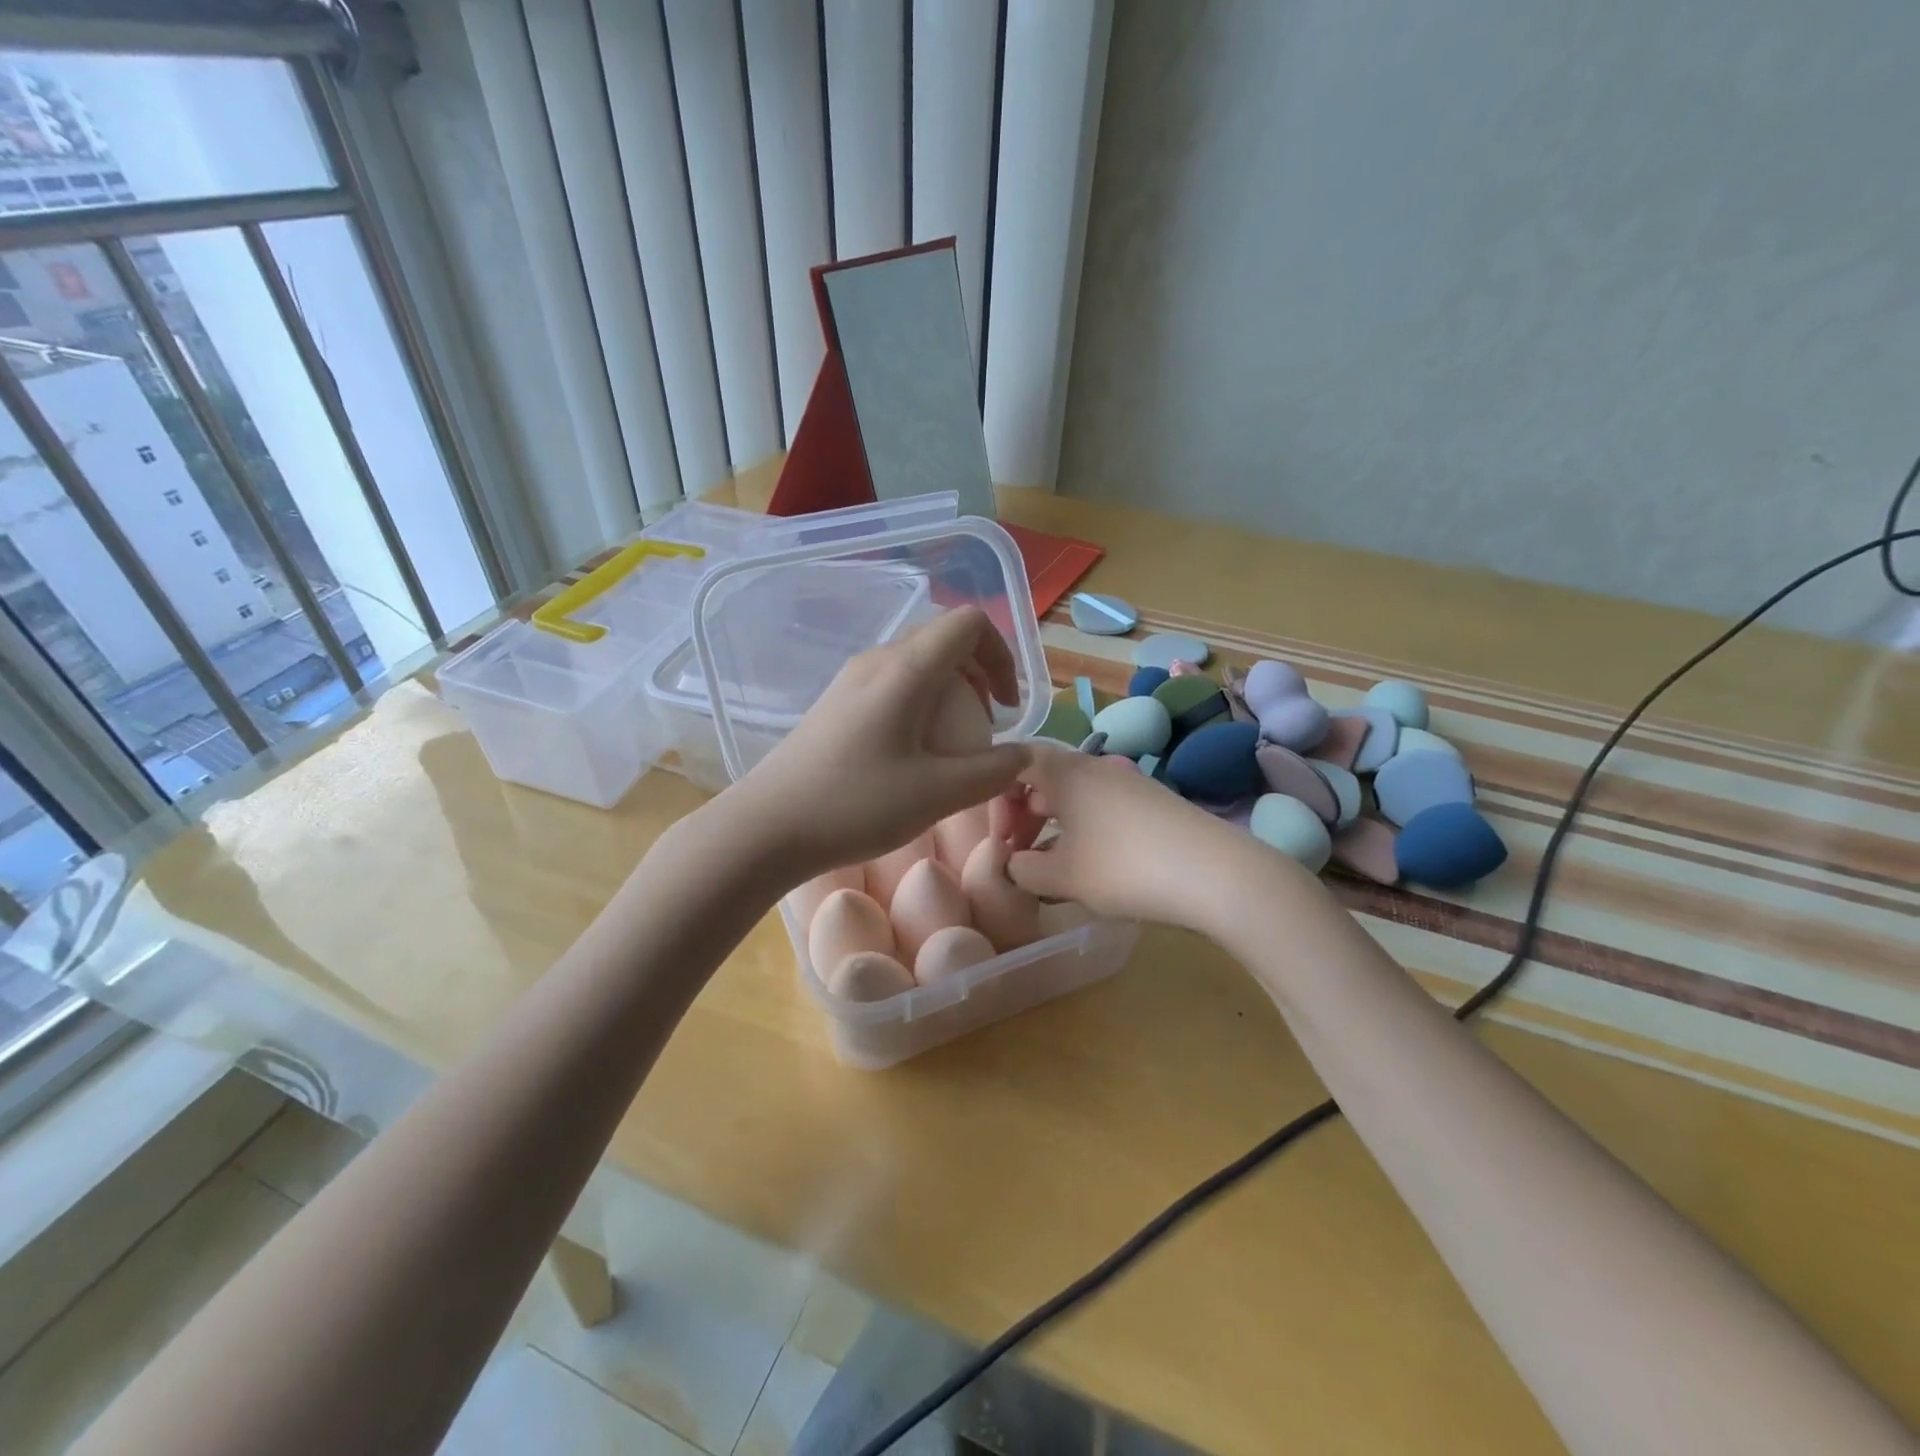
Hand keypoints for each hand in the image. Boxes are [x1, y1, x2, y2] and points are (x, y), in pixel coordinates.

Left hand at [733, 606, 1029, 882]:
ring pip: (916, 662)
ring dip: (949, 690)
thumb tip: (1023, 755)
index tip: (1004, 707)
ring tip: (953, 743)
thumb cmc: (854, 805)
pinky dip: (920, 704)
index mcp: (905, 669)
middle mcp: (877, 661)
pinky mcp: (835, 704)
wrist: (766, 827)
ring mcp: (851, 680)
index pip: (969, 624)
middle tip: (985, 725)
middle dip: (978, 673)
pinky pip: (891, 685)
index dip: (1001, 654)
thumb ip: (991, 772)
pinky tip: (913, 754)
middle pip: (943, 639)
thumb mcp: (936, 794)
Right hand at [1006, 743, 1283, 931]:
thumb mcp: (1063, 877)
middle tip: (1018, 855)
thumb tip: (1014, 864)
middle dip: (1023, 814)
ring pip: (1074, 794)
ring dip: (1053, 825)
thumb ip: (1023, 870)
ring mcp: (1128, 782)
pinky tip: (1092, 866)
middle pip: (1043, 777)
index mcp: (1066, 772)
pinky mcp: (1153, 804)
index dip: (997, 796)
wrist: (1218, 875)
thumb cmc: (1125, 868)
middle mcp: (1095, 767)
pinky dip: (1083, 830)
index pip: (1014, 762)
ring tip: (1051, 866)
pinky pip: (1101, 807)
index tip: (1001, 839)